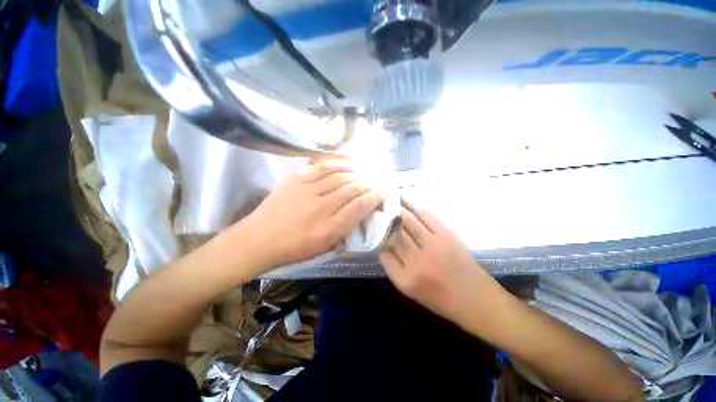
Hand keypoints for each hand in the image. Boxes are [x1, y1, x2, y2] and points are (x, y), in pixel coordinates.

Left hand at [239, 160, 383, 270]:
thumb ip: (342, 231)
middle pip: (351, 190)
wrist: (258, 239)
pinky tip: (347, 165)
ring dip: (355, 174)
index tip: (382, 192)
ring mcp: (307, 191)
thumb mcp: (322, 248)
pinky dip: (338, 165)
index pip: (358, 208)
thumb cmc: (292, 249)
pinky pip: (322, 167)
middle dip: (367, 184)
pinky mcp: (296, 180)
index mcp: (328, 230)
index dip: (373, 198)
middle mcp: (320, 208)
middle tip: (375, 182)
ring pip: (339, 177)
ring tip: (363, 174)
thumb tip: (357, 214)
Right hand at [379, 200, 501, 322]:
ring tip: (387, 199)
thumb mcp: (409, 289)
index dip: (376, 236)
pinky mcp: (447, 235)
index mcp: (405, 279)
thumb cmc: (440, 298)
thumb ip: (393, 266)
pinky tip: (404, 200)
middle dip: (383, 219)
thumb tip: (382, 241)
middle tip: (375, 208)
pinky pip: (425, 216)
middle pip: (393, 233)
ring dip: (396, 208)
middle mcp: (417, 262)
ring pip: (407, 221)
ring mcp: (433, 246)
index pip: (382, 252)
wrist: (476, 299)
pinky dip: (413, 206)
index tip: (371, 226)